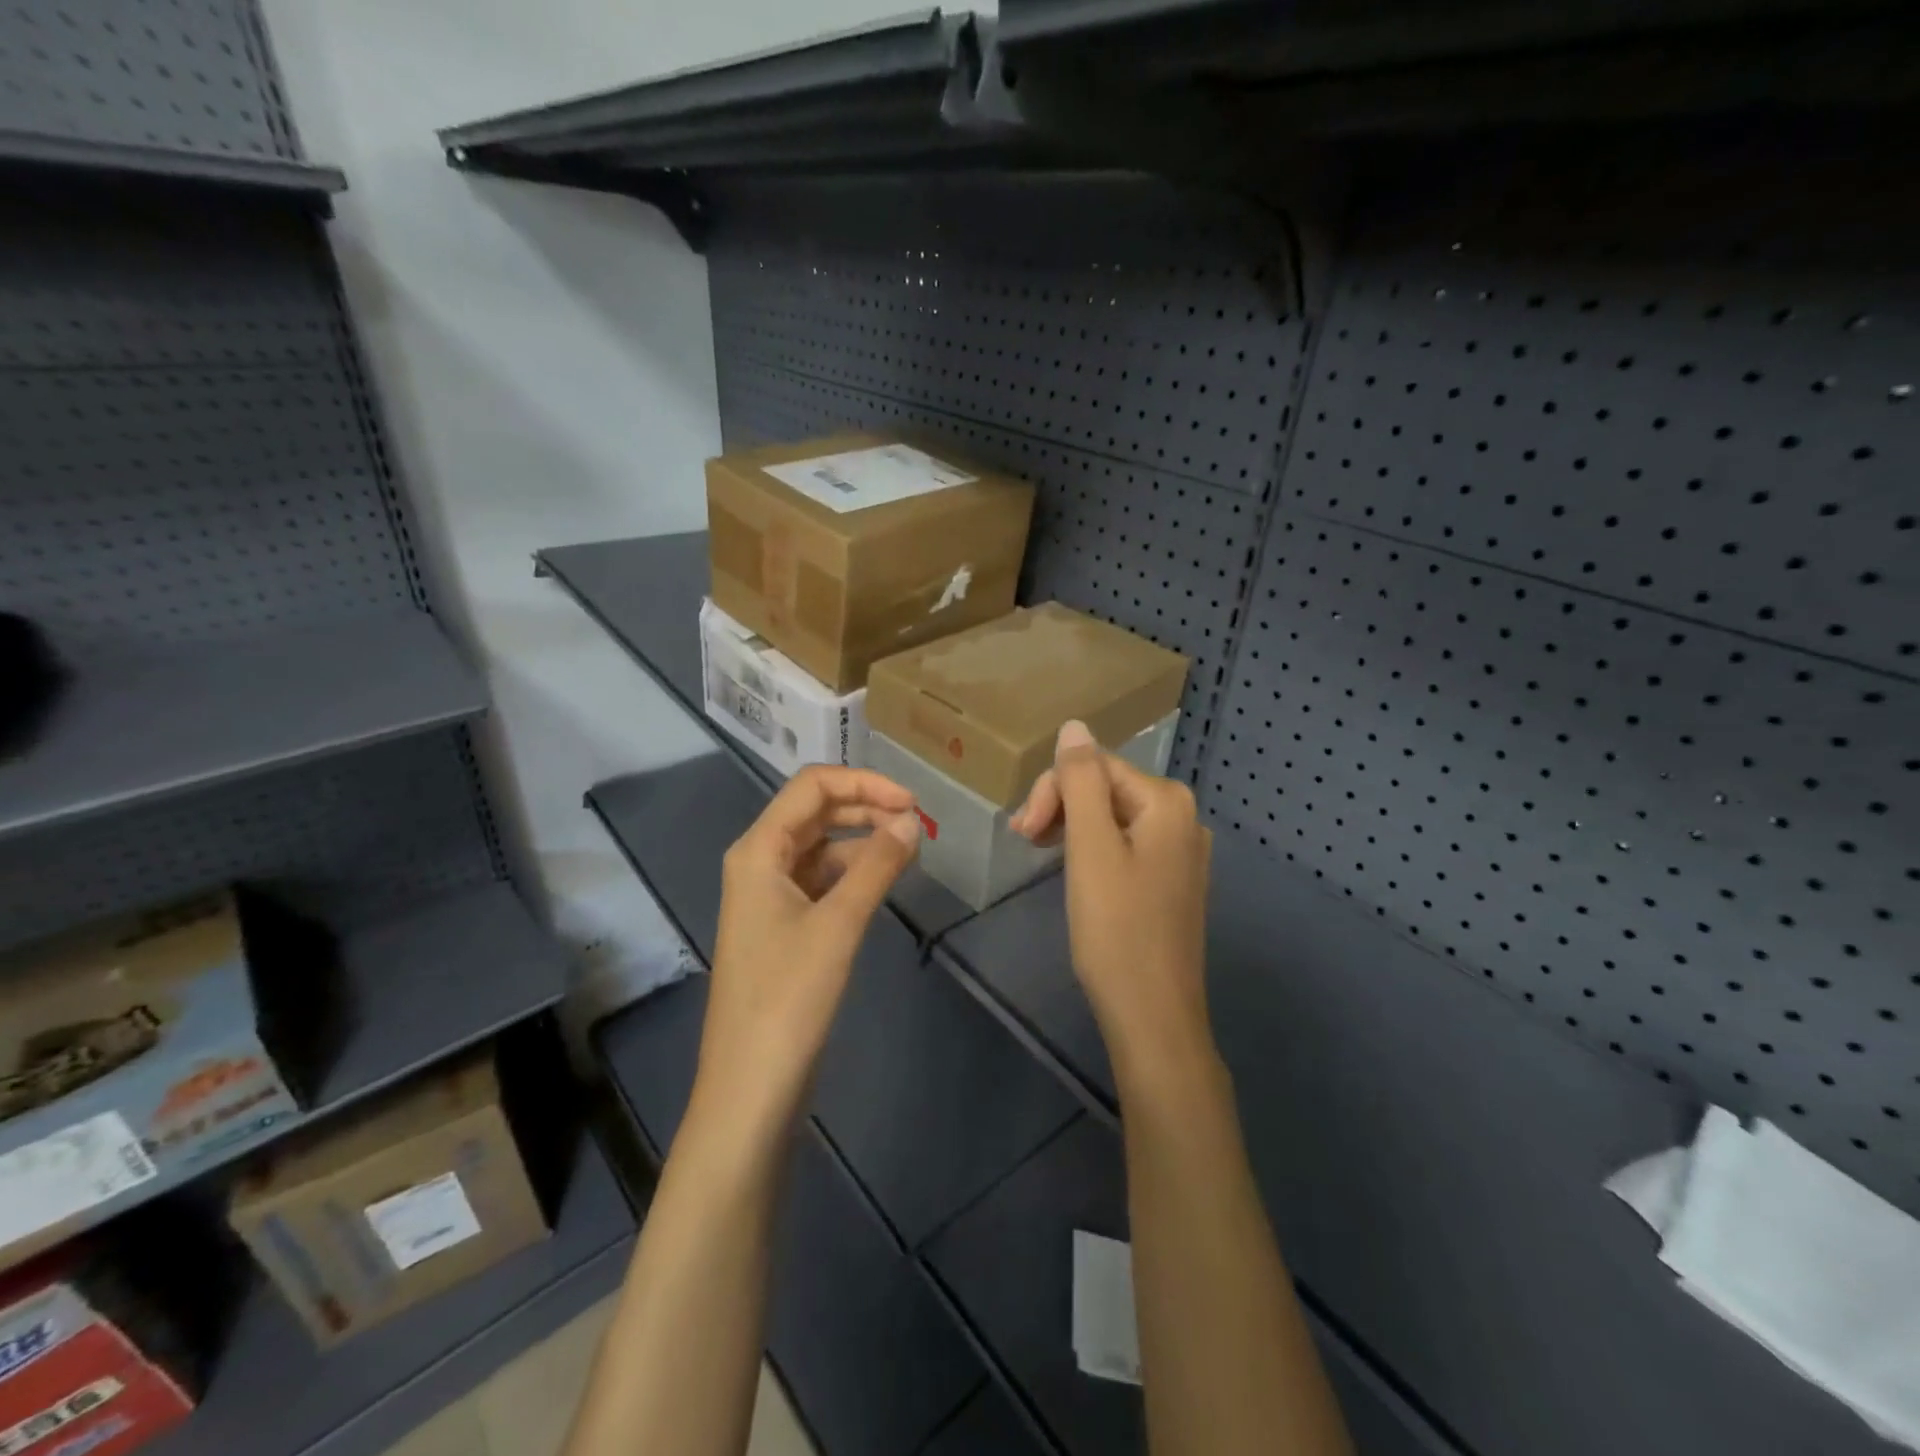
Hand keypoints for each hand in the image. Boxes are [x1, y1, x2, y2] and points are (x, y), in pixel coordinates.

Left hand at [691, 767, 920, 1145]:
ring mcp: (770, 895)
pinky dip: (855, 872)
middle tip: (918, 824)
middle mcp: (759, 862)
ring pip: (822, 846)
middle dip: (866, 807)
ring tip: (910, 849)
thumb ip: (877, 865)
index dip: (864, 783)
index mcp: (759, 850)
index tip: (913, 803)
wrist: (750, 1087)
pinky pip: (822, 880)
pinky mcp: (783, 925)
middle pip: (816, 811)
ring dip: (863, 839)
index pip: (812, 786)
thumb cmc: (788, 998)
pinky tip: (885, 880)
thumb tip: (912, 821)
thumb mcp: (838, 924)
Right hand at [1011, 721, 1215, 1082]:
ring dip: (1071, 826)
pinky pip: (1126, 843)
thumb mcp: (1090, 849)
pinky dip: (1092, 848)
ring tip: (1038, 852)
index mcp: (1167, 801)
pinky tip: (1073, 869)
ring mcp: (1182, 850)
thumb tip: (1074, 725)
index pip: (1095, 765)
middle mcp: (1183, 816)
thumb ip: (1081, 781)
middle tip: (1024, 841)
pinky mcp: (1172, 879)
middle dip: (1061, 806)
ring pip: (1112, 816)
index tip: (1022, 832)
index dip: (1051, 790)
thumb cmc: (1116, 930)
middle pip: (1106, 787)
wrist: (1153, 1016)